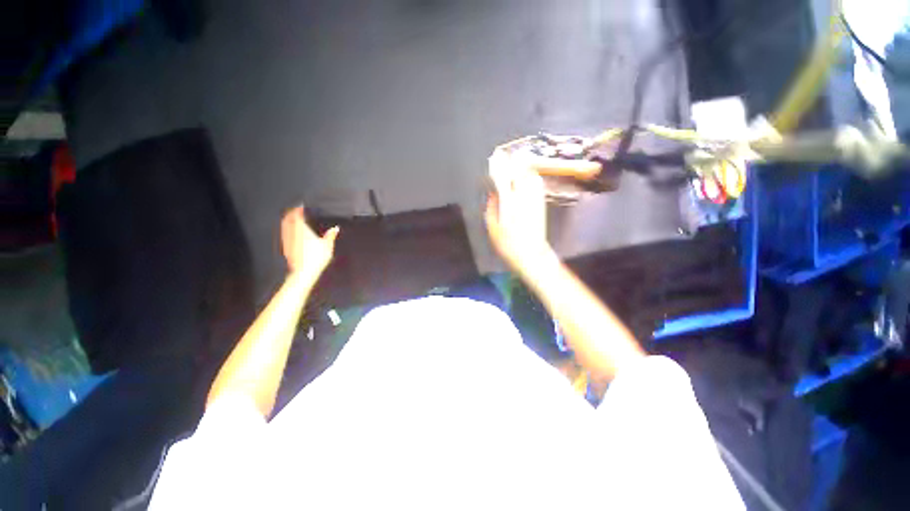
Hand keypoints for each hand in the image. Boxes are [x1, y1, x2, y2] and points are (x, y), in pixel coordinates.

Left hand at [281, 206, 338, 279]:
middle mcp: (292, 233)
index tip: (300, 207)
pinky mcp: (286, 248)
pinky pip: (285, 235)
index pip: (296, 216)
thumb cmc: (316, 257)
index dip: (297, 210)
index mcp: (301, 230)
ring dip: (288, 222)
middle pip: (287, 220)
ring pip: (284, 227)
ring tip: (293, 220)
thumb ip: (330, 236)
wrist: (303, 272)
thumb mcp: (327, 245)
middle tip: (295, 212)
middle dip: (291, 214)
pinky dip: (287, 230)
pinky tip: (292, 234)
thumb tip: (335, 228)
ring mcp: (287, 241)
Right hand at [484, 150, 552, 271]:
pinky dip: (530, 177)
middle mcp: (524, 196)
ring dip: (523, 168)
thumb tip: (494, 193)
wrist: (530, 254)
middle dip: (513, 162)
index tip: (494, 159)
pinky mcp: (541, 203)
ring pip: (531, 175)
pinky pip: (537, 184)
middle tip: (505, 158)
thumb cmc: (507, 243)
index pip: (505, 177)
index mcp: (510, 201)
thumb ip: (492, 207)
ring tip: (515, 165)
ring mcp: (535, 199)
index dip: (500, 166)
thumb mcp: (493, 226)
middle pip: (521, 171)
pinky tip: (525, 178)